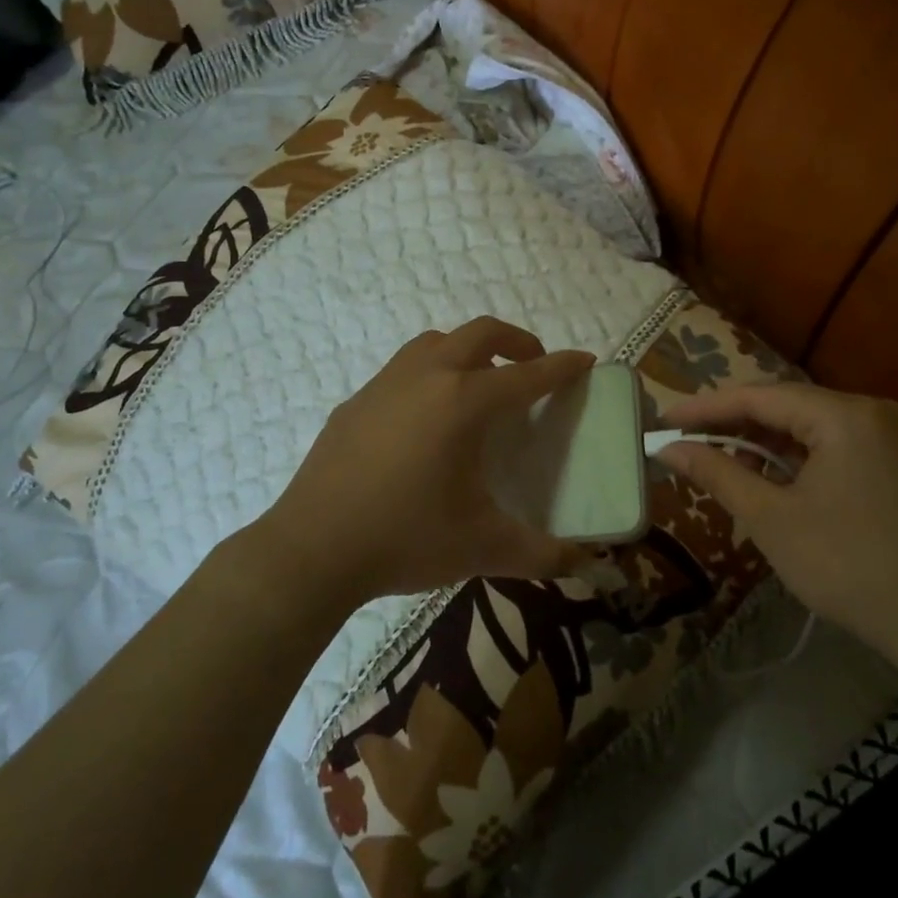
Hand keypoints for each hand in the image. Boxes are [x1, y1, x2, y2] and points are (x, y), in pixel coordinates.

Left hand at [259, 317, 594, 605]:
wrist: (311, 549)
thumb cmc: (405, 539)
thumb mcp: (482, 548)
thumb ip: (542, 554)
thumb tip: (586, 564)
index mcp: (464, 403)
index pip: (528, 375)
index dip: (562, 366)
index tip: (584, 360)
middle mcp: (427, 377)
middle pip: (481, 333)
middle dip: (516, 341)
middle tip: (533, 365)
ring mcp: (386, 384)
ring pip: (437, 342)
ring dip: (468, 350)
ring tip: (480, 383)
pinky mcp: (356, 401)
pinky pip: (404, 368)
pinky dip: (431, 373)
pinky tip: (426, 417)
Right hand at [655, 383, 897, 663]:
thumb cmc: (847, 566)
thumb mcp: (771, 518)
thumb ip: (717, 472)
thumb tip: (668, 448)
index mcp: (843, 415)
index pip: (759, 397)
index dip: (705, 408)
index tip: (664, 419)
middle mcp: (868, 411)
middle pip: (784, 405)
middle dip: (732, 423)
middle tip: (684, 438)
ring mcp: (886, 435)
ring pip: (806, 425)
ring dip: (761, 441)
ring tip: (719, 462)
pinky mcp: (893, 460)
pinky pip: (829, 443)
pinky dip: (793, 456)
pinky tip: (767, 475)